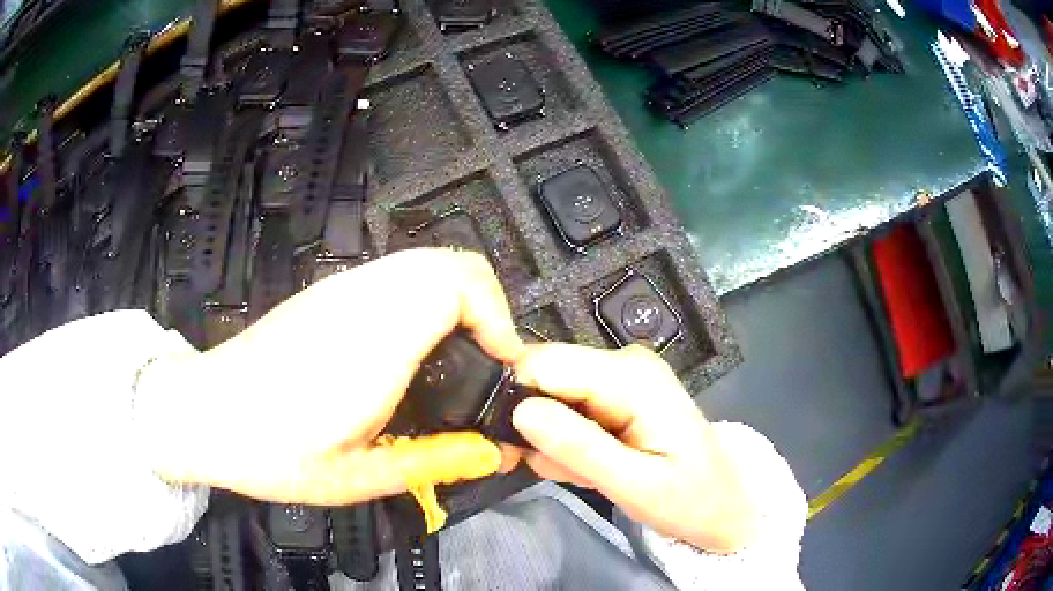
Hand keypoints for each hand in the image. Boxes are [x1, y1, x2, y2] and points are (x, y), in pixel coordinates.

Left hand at [136, 248, 524, 504]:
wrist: (203, 412)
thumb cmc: (272, 451)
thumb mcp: (358, 477)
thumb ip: (434, 462)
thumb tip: (495, 454)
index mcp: (374, 342)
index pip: (459, 285)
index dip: (499, 318)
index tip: (501, 369)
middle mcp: (361, 299)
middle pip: (450, 263)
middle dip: (487, 309)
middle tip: (483, 368)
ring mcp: (340, 289)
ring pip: (423, 265)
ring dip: (456, 304)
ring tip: (454, 364)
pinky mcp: (327, 293)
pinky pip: (395, 277)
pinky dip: (424, 301)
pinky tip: (409, 352)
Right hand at [512, 343, 759, 552]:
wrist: (722, 503)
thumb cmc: (688, 499)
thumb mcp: (633, 485)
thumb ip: (578, 448)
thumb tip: (519, 411)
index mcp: (631, 377)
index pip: (544, 362)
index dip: (515, 399)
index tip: (507, 446)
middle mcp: (623, 362)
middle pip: (544, 375)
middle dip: (535, 426)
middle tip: (554, 469)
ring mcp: (619, 375)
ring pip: (551, 396)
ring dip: (554, 441)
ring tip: (585, 474)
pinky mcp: (616, 392)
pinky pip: (569, 408)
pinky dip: (569, 441)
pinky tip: (594, 466)